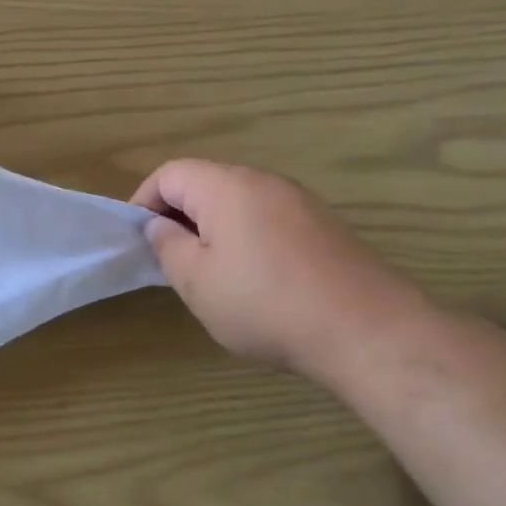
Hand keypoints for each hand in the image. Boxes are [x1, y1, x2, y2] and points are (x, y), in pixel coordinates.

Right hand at [130, 160, 430, 377]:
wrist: (367, 331)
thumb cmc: (265, 304)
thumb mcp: (196, 281)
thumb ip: (167, 246)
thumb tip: (159, 226)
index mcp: (226, 187)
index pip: (169, 174)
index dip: (144, 202)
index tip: (138, 239)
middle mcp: (264, 181)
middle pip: (205, 183)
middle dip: (178, 215)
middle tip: (169, 259)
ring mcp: (300, 201)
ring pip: (237, 202)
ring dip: (212, 228)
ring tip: (209, 272)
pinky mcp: (323, 226)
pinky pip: (267, 218)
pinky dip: (246, 237)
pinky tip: (253, 280)